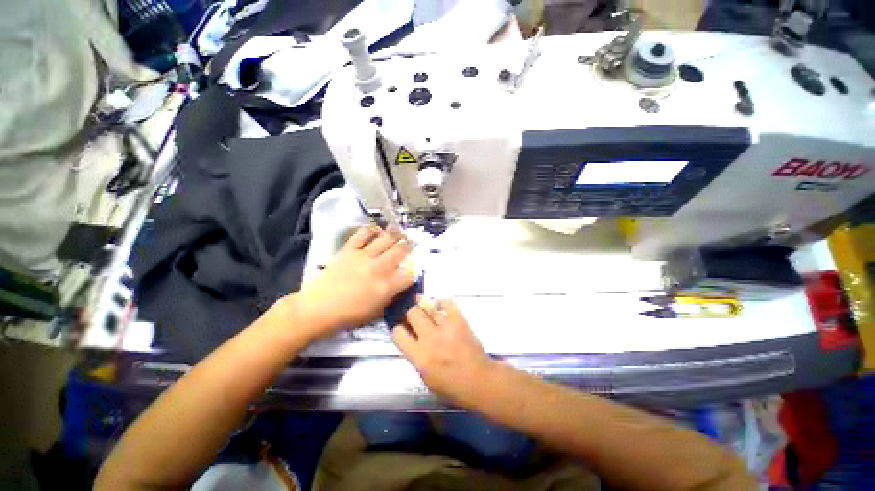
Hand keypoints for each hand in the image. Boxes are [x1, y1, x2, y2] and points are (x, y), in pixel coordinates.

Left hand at [294, 227, 414, 338]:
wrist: (317, 308)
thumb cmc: (348, 315)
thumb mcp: (376, 312)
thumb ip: (390, 297)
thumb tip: (399, 285)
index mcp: (385, 287)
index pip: (408, 275)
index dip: (414, 271)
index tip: (414, 269)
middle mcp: (378, 268)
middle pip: (400, 251)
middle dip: (409, 246)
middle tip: (412, 243)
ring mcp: (363, 257)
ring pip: (385, 239)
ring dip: (395, 234)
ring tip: (400, 231)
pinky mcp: (349, 250)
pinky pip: (362, 235)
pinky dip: (370, 230)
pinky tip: (376, 229)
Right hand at [392, 298, 494, 404]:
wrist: (480, 381)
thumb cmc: (452, 386)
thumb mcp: (426, 378)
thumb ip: (416, 357)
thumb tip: (411, 339)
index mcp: (420, 356)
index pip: (398, 334)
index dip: (398, 330)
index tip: (403, 330)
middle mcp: (430, 338)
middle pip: (413, 313)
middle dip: (412, 314)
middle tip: (416, 318)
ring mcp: (446, 327)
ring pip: (429, 306)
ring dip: (425, 306)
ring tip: (426, 307)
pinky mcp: (459, 320)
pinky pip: (448, 303)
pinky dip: (443, 302)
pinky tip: (441, 305)